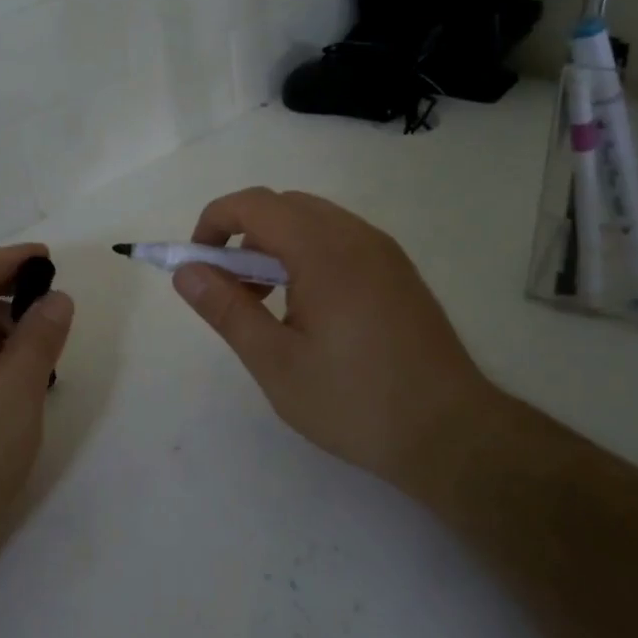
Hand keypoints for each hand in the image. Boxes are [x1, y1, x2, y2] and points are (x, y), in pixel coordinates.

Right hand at [172, 188, 499, 487]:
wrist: (450, 433)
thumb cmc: (353, 400)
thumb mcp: (275, 361)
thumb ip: (226, 309)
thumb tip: (186, 271)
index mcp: (324, 250)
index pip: (254, 204)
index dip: (214, 222)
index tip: (197, 264)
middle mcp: (357, 236)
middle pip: (285, 206)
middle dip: (244, 236)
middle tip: (231, 291)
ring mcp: (384, 252)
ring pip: (314, 222)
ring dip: (276, 247)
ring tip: (267, 306)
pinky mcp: (399, 273)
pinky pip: (341, 242)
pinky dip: (308, 257)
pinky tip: (308, 311)